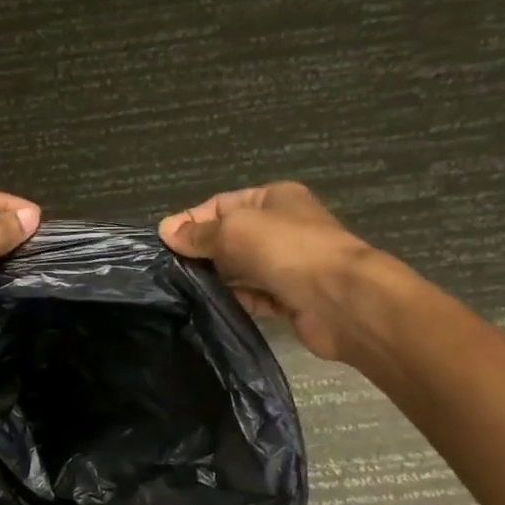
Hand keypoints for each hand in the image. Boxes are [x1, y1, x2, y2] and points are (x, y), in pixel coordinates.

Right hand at [159, 182, 375, 360]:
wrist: (340, 299)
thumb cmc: (287, 249)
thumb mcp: (235, 229)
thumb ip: (200, 233)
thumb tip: (166, 231)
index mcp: (275, 198)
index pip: (222, 204)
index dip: (192, 220)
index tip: (164, 242)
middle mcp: (283, 228)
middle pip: (231, 237)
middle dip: (202, 251)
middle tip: (169, 269)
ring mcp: (288, 265)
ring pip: (242, 269)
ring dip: (216, 278)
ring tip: (182, 289)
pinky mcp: (290, 298)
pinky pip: (255, 297)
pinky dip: (236, 300)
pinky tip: (211, 306)